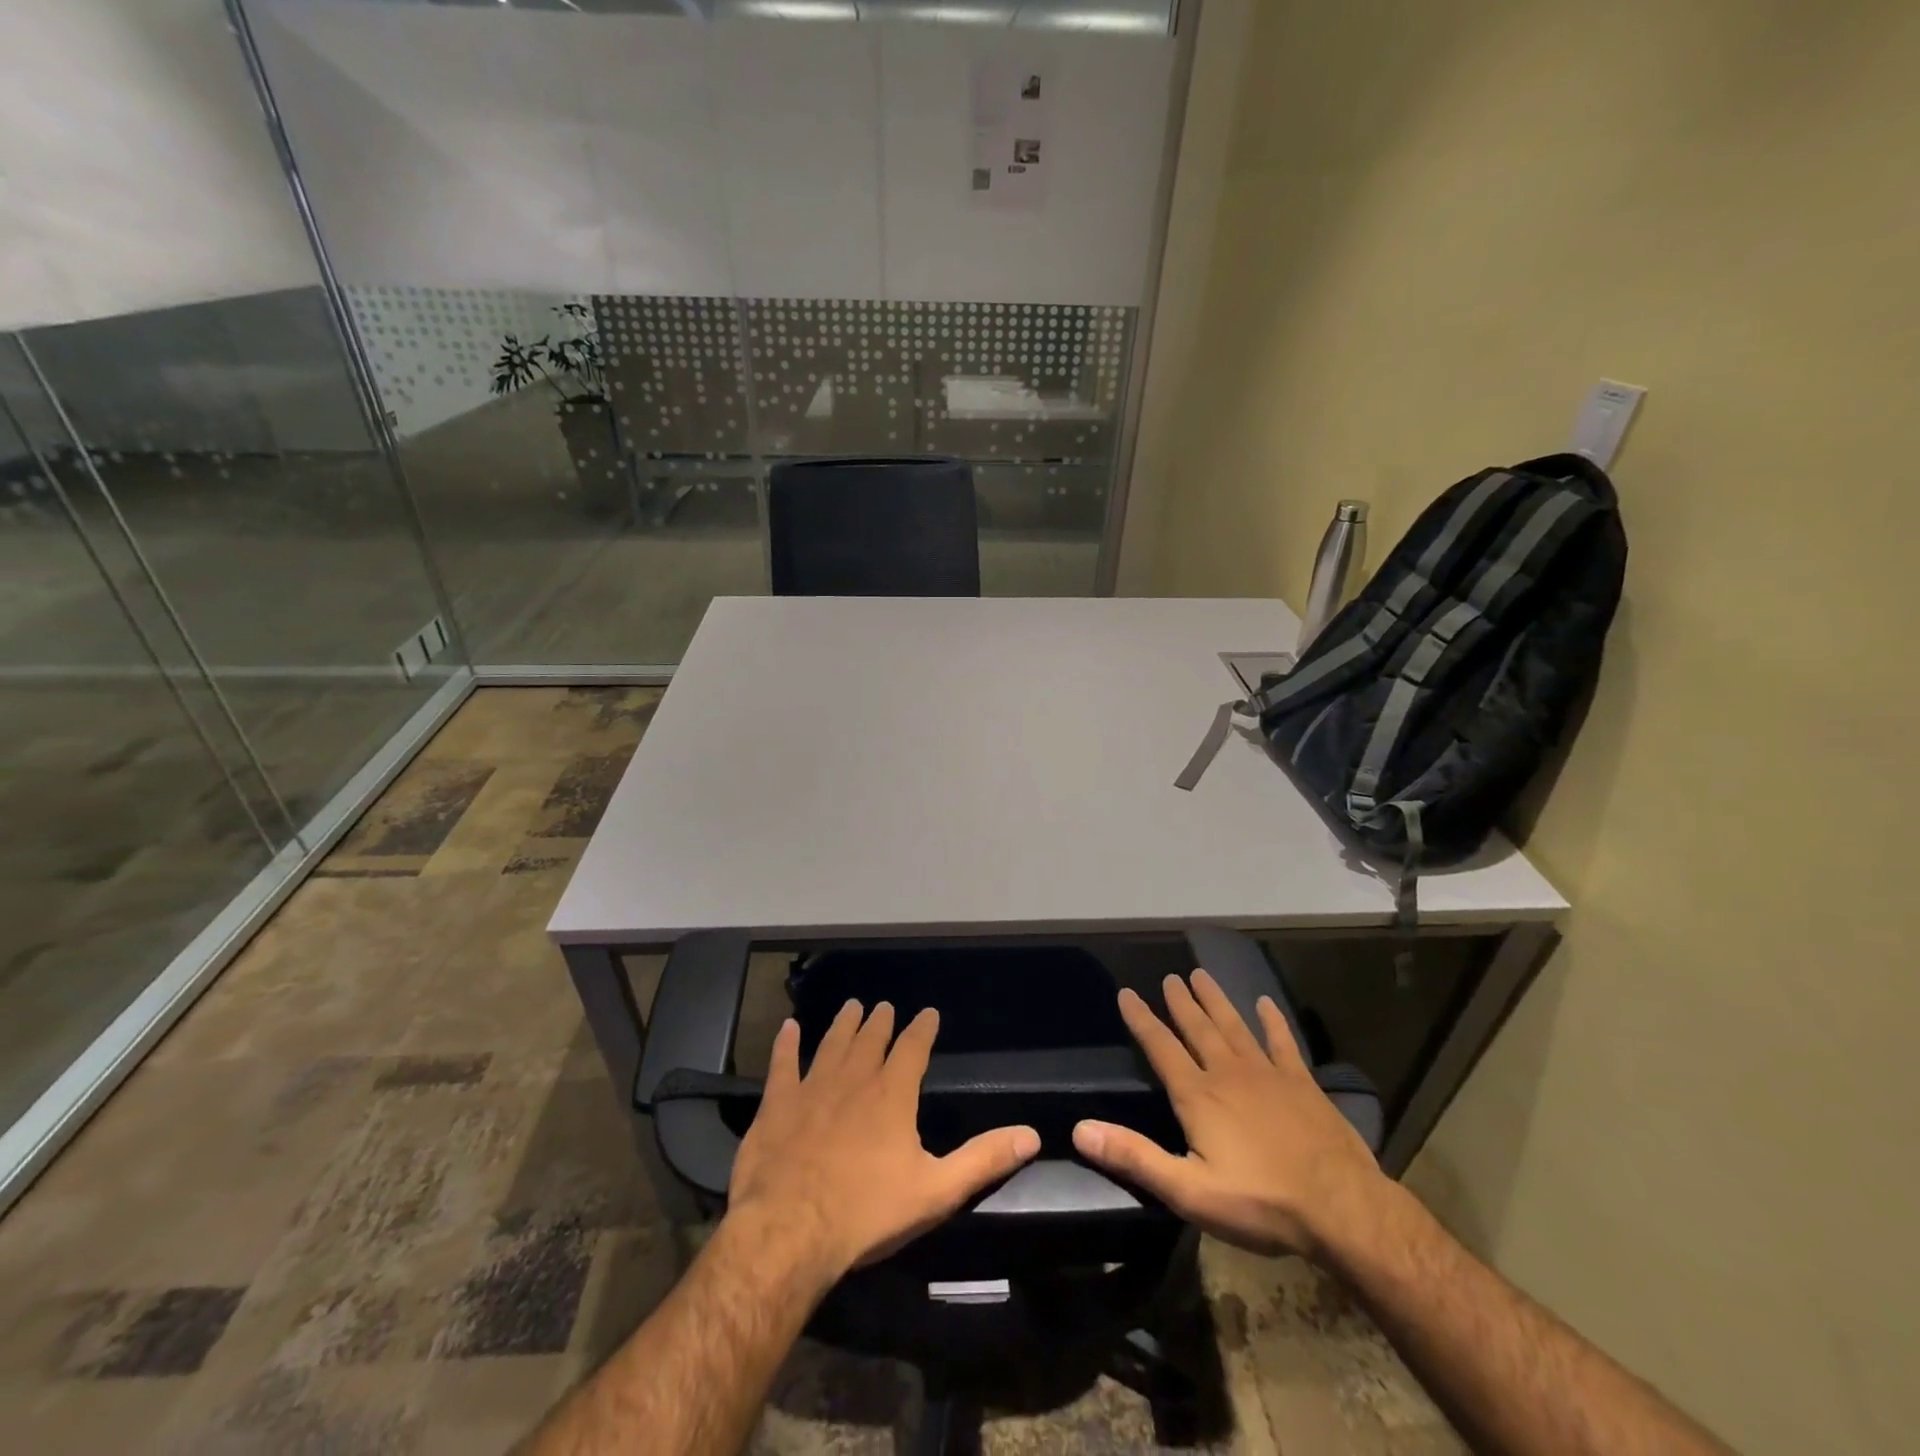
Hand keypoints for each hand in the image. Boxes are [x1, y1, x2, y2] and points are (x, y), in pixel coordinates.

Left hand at [727, 1001, 1041, 1283]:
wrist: (790, 1231)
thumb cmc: (867, 1212)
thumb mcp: (936, 1191)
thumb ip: (983, 1160)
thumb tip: (1032, 1135)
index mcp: (892, 1095)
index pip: (913, 1048)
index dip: (922, 1028)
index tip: (928, 1013)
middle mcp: (854, 1080)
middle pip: (870, 1040)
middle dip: (880, 1022)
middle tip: (883, 1006)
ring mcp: (812, 1088)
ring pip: (831, 1044)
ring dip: (843, 1024)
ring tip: (851, 1006)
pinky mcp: (777, 1105)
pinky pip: (782, 1065)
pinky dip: (786, 1045)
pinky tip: (788, 1028)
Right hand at [1072, 970, 1385, 1259]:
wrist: (1341, 1209)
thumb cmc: (1260, 1202)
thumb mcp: (1188, 1191)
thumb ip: (1134, 1157)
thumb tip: (1080, 1129)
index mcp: (1198, 1095)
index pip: (1160, 1047)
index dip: (1141, 1019)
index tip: (1127, 993)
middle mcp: (1228, 1073)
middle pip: (1197, 1028)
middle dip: (1181, 1002)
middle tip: (1170, 977)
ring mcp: (1268, 1074)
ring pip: (1234, 1026)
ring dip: (1216, 1000)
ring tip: (1202, 975)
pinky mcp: (1302, 1083)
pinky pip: (1283, 1042)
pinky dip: (1273, 1021)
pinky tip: (1265, 1003)